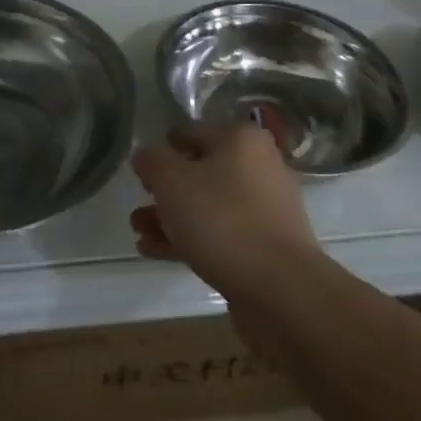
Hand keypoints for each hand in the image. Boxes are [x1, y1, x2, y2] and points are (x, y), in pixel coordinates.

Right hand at [131, 122, 322, 300]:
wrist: (281, 289)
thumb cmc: (223, 220)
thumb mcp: (172, 182)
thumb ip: (152, 162)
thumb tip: (145, 155)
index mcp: (241, 139)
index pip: (192, 131)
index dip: (163, 146)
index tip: (142, 167)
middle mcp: (258, 166)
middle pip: (200, 170)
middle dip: (165, 189)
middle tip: (138, 202)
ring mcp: (264, 208)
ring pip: (207, 205)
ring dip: (171, 216)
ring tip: (138, 230)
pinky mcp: (263, 245)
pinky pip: (219, 233)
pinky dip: (188, 238)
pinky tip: (155, 251)